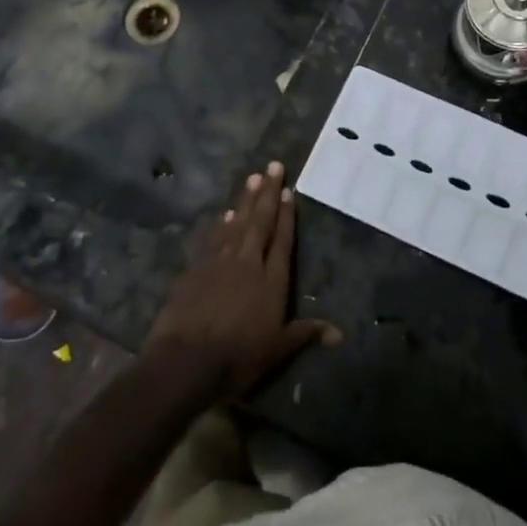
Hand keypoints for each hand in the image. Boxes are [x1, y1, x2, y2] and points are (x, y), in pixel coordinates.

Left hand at [145, 162, 338, 398]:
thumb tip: (340, 333)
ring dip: (246, 200)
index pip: (282, 240)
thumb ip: (306, 333)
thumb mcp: (278, 350)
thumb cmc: (238, 357)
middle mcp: (248, 263)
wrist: (186, 360)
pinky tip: (225, 213)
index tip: (290, 190)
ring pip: (236, 223)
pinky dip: (221, 224)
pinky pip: (213, 239)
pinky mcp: (195, 269)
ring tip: (253, 177)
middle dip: (268, 193)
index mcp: (272, 280)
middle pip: (260, 222)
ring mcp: (219, 262)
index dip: (287, 215)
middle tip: (273, 166)